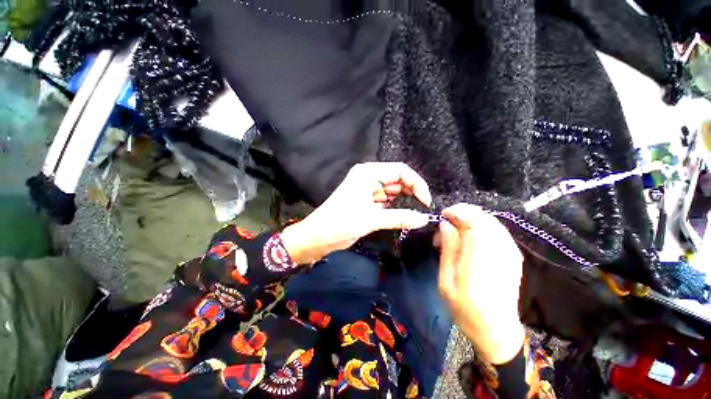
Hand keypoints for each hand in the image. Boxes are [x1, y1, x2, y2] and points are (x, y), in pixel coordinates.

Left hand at [281, 162, 432, 263]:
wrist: (318, 236)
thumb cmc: (341, 222)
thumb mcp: (372, 219)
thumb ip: (400, 217)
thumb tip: (423, 219)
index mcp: (368, 173)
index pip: (400, 171)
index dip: (417, 183)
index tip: (426, 201)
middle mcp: (369, 177)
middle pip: (398, 179)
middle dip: (411, 192)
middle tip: (422, 208)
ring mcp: (368, 189)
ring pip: (393, 191)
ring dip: (404, 200)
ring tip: (415, 212)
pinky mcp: (367, 201)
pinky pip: (386, 200)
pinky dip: (395, 207)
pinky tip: (402, 214)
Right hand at [438, 204, 525, 364]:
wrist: (497, 330)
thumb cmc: (465, 309)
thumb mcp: (446, 281)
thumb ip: (448, 250)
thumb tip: (445, 224)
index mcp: (481, 261)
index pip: (474, 222)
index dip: (457, 213)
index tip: (442, 215)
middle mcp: (500, 252)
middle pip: (484, 218)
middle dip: (462, 213)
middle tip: (446, 222)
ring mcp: (511, 253)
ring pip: (491, 221)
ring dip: (471, 218)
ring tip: (455, 228)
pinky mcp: (514, 255)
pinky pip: (497, 229)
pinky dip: (481, 225)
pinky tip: (470, 235)